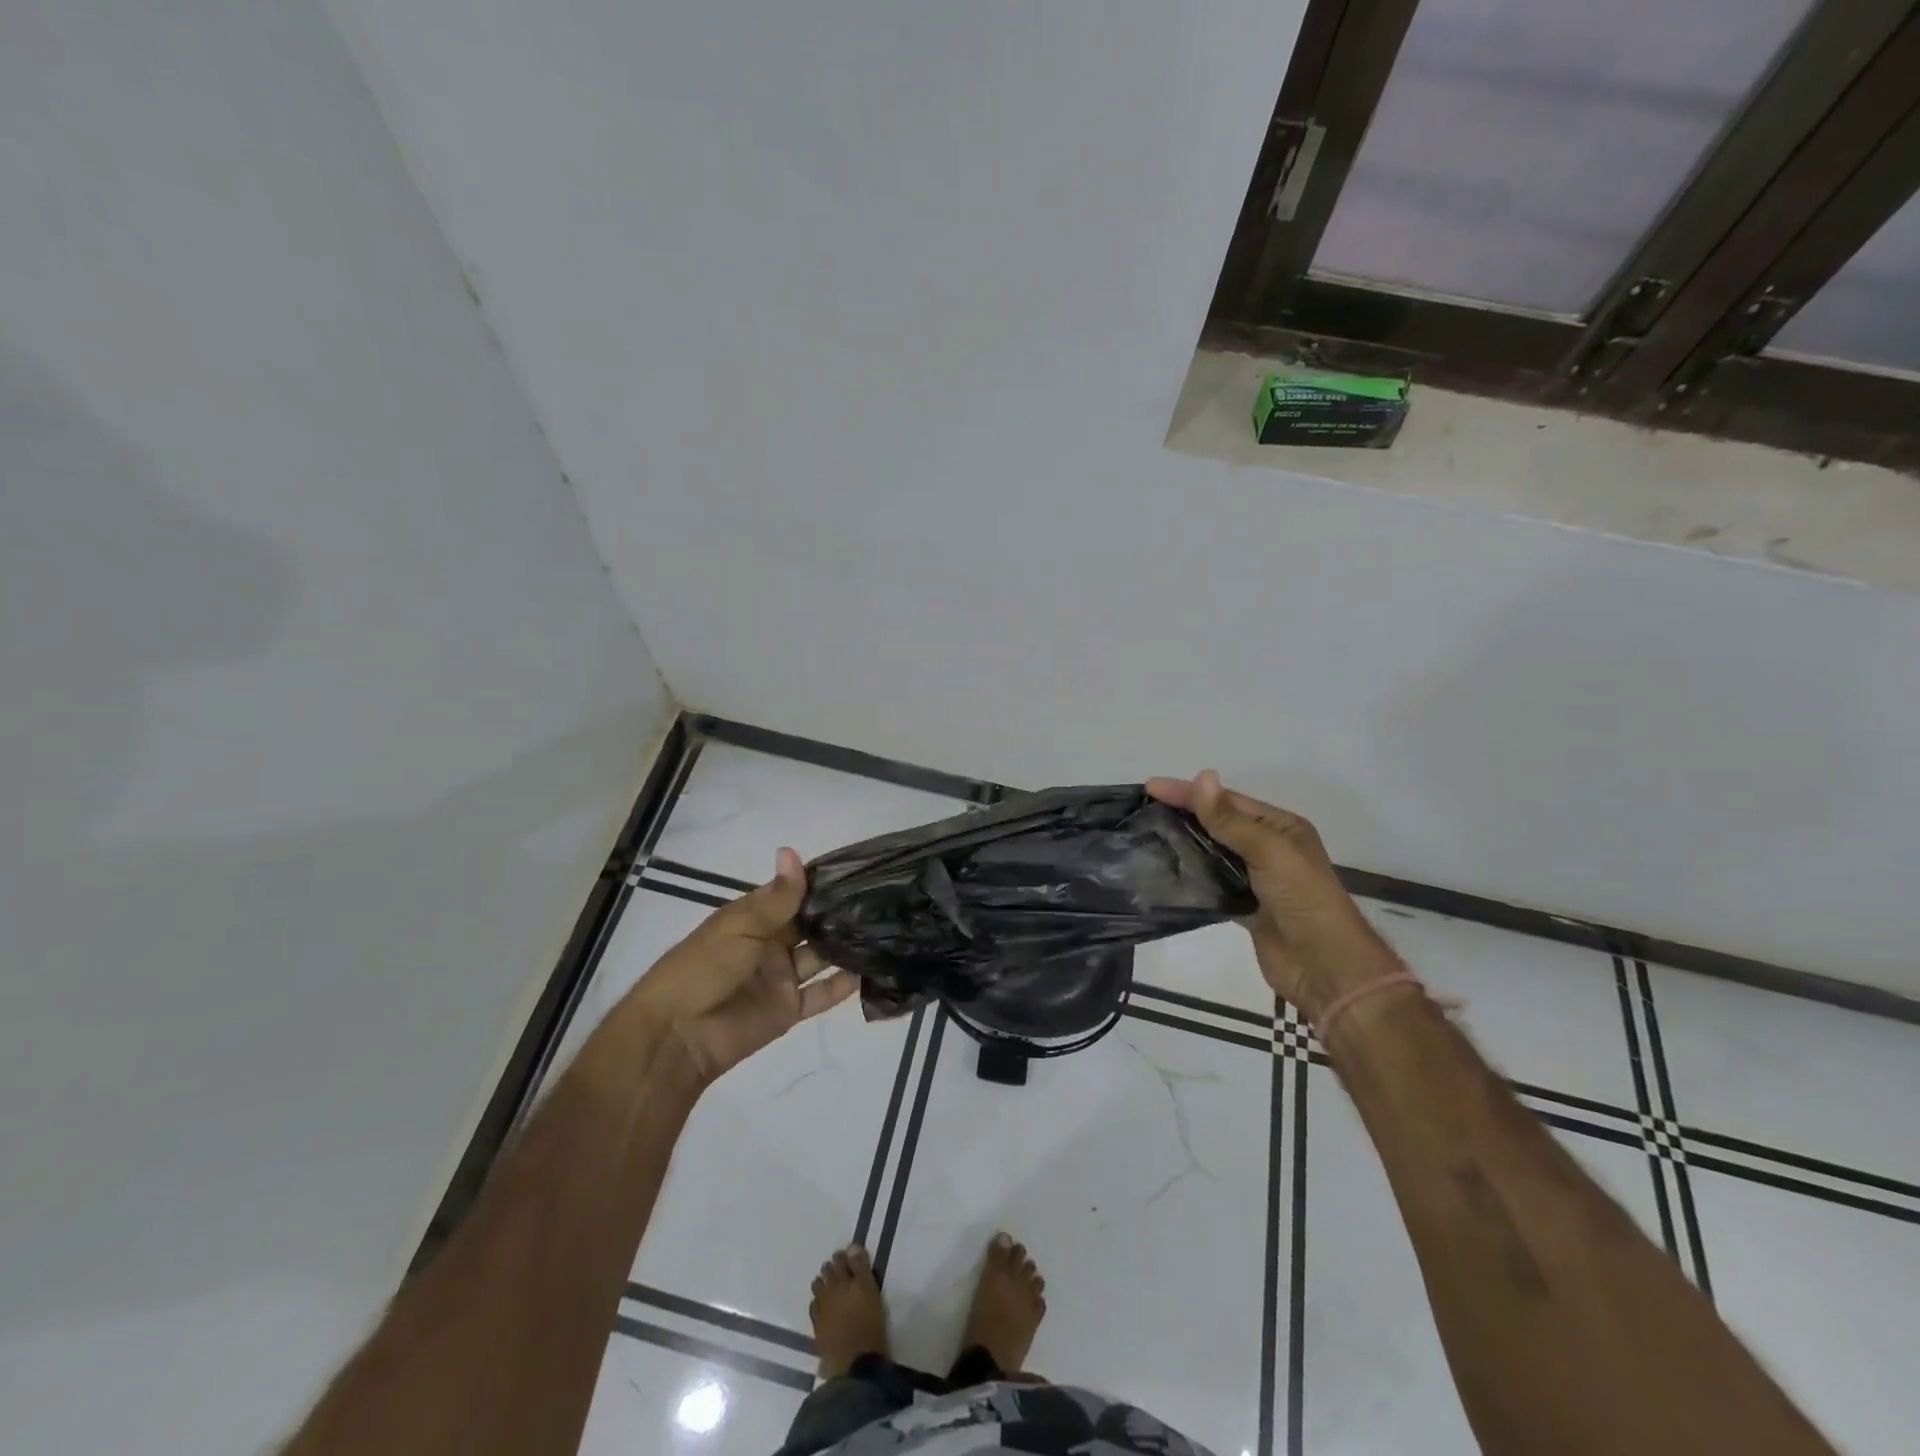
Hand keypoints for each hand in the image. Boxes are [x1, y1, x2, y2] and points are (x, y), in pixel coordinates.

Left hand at [624, 848, 858, 1085]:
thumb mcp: (739, 925)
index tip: (858, 870)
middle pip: (810, 926)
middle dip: (839, 914)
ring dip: (846, 946)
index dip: (820, 884)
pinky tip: (873, 971)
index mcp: (752, 919)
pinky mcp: (789, 1009)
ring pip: (821, 958)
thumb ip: (777, 897)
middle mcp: (771, 944)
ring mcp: (781, 977)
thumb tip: (791, 850)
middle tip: (881, 899)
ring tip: (885, 929)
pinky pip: (821, 995)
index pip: (792, 895)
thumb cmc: (703, 967)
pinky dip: (844, 986)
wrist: (678, 1034)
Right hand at [1146, 772, 1394, 1017]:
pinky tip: (1165, 871)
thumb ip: (1229, 819)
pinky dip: (1191, 876)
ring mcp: (1256, 879)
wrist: (1323, 965)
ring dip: (1184, 843)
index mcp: (1281, 827)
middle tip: (1143, 809)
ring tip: (1147, 835)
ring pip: (1213, 852)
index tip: (1151, 787)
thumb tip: (1202, 775)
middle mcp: (1269, 848)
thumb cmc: (1302, 898)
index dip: (1189, 792)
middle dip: (1184, 814)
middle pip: (1219, 823)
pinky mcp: (1244, 906)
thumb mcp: (1268, 850)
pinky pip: (1212, 883)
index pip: (1228, 801)